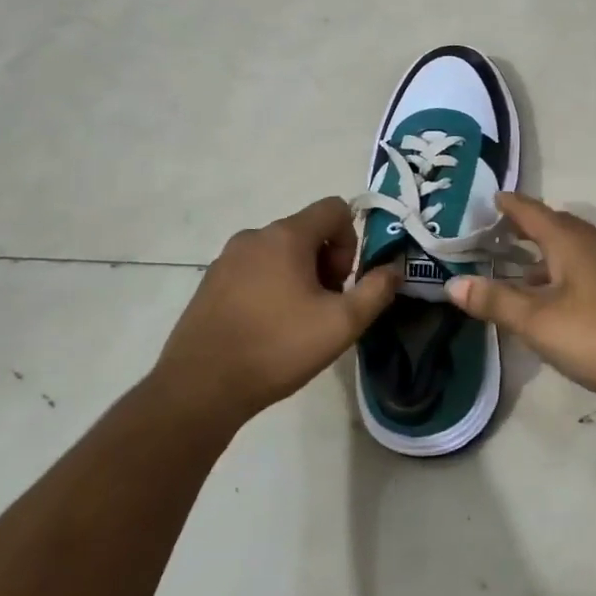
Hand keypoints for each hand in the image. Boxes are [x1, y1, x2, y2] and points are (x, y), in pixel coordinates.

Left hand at [153, 197, 397, 424]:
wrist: (200, 387)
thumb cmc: (278, 348)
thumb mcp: (342, 324)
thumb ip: (376, 291)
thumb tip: (394, 269)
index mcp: (286, 236)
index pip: (334, 208)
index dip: (351, 241)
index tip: (342, 283)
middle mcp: (254, 236)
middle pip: (307, 231)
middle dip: (326, 263)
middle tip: (324, 307)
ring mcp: (227, 258)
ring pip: (280, 251)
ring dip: (299, 276)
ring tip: (296, 322)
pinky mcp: (210, 282)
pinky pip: (254, 269)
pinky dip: (270, 287)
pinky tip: (267, 328)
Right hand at [445, 193, 595, 414]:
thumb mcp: (541, 323)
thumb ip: (497, 302)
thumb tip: (454, 282)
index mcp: (572, 241)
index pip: (532, 211)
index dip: (509, 205)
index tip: (489, 198)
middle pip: (555, 227)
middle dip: (525, 229)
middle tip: (494, 236)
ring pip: (573, 251)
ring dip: (545, 256)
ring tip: (518, 270)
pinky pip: (588, 270)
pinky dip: (565, 275)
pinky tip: (558, 301)